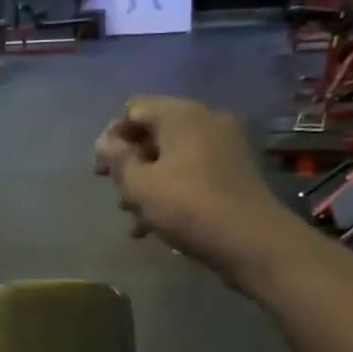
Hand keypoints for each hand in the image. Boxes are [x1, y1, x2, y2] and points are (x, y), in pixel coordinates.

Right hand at [93, 95, 289, 284]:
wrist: (252, 241)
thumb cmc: (187, 206)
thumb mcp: (139, 184)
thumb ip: (117, 159)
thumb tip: (105, 142)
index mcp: (181, 115)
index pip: (134, 110)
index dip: (111, 137)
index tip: (100, 171)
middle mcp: (206, 120)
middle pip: (154, 134)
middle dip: (130, 164)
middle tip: (118, 195)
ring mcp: (224, 146)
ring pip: (172, 157)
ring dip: (149, 183)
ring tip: (136, 218)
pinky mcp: (234, 173)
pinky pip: (192, 172)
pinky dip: (172, 190)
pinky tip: (157, 224)